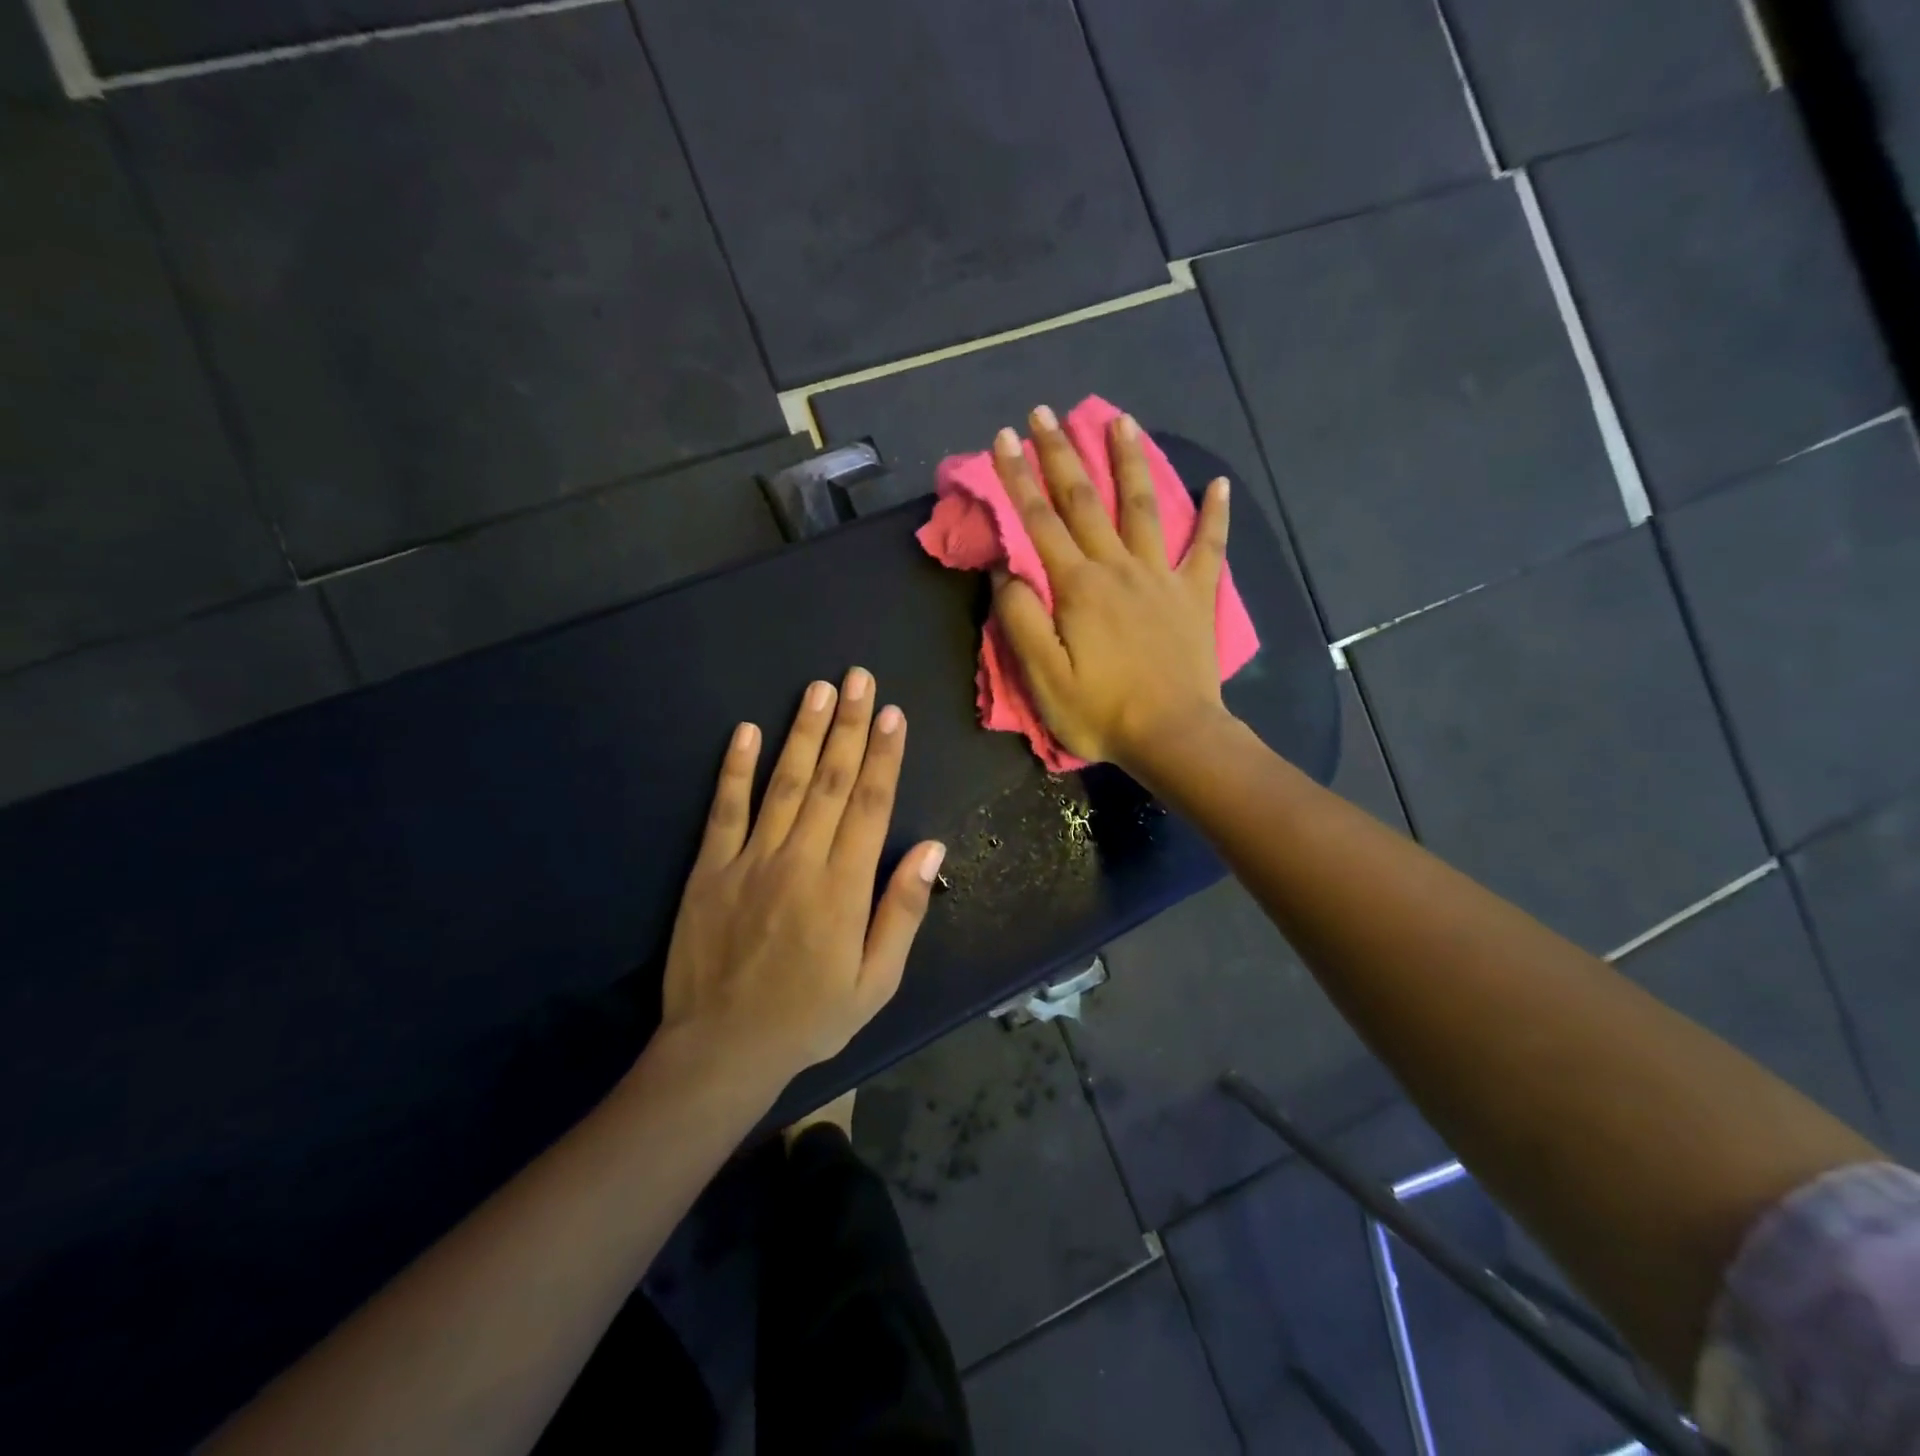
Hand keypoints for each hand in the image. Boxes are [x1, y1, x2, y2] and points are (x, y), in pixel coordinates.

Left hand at [658, 668, 946, 1080]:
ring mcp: (750, 860)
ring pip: (784, 784)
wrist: (722, 1050)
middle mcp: (799, 860)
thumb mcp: (875, 981)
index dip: (884, 755)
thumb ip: (902, 910)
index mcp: (843, 887)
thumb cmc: (810, 1017)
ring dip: (803, 733)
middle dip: (849, 725)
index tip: (893, 714)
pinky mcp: (709, 869)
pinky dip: (735, 769)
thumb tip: (932, 847)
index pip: (871, 805)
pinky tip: (745, 731)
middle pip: (831, 781)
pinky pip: (724, 810)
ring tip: (818, 689)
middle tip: (859, 679)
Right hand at [990, 405, 1233, 772]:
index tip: (1003, 438)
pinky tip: (1219, 483)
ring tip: (1121, 420)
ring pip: (1144, 507)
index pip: (1039, 520)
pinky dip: (1215, 515)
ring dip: (1129, 462)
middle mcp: (1118, 567)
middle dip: (1061, 454)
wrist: (1174, 737)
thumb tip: (1008, 571)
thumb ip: (1021, 619)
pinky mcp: (1195, 596)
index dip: (1017, 477)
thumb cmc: (1101, 712)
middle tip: (1044, 414)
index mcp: (1078, 586)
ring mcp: (1162, 578)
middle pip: (1086, 500)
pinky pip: (1209, 548)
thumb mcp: (1042, 675)